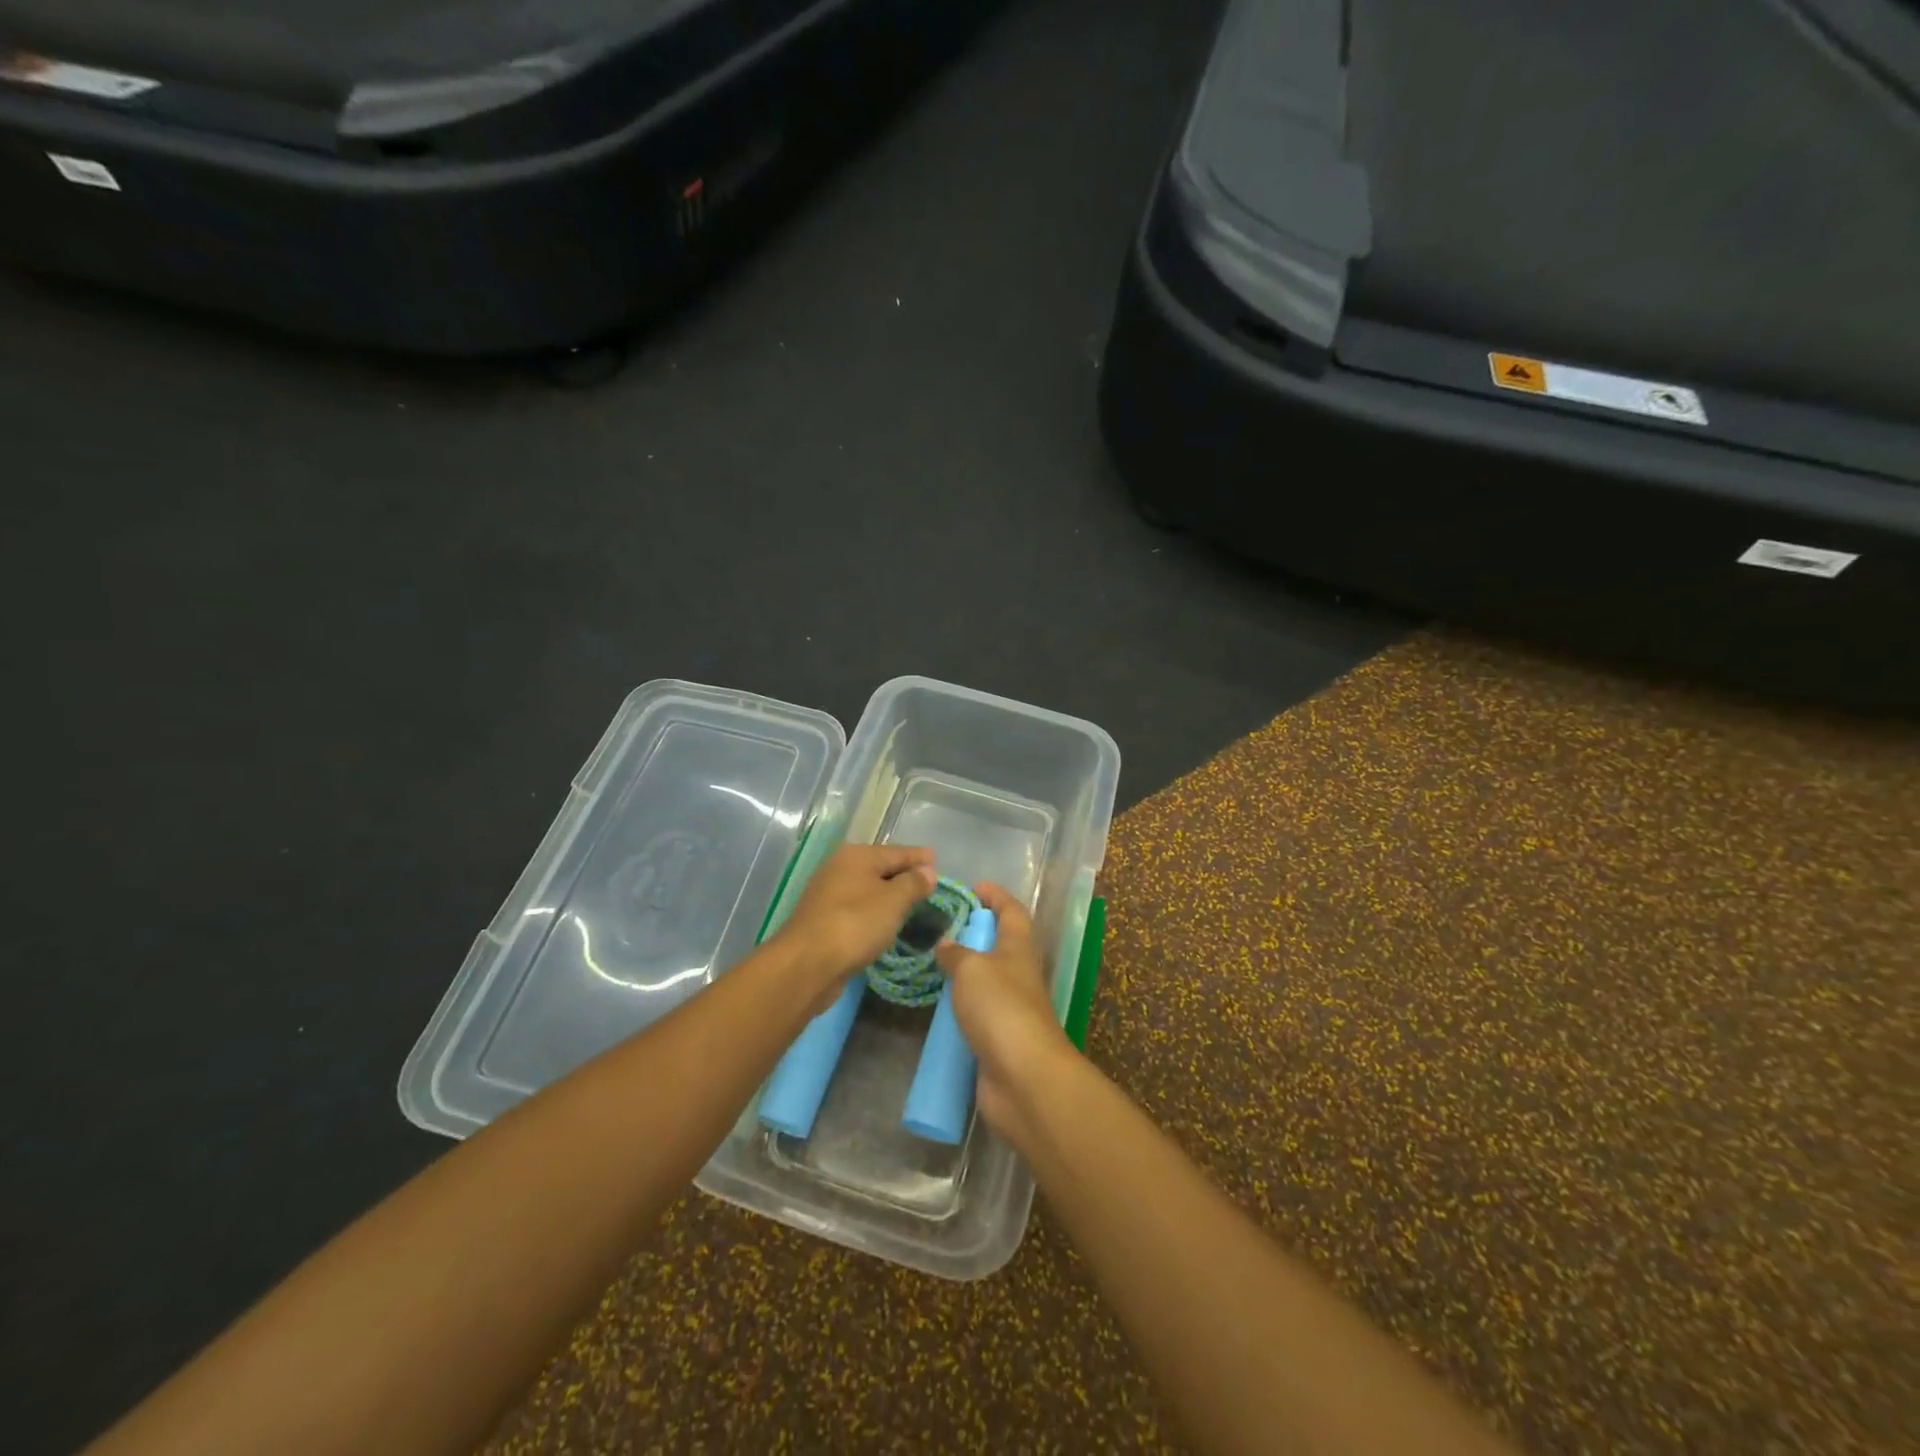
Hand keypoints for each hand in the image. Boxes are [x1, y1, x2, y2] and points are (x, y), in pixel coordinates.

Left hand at [773, 843, 936, 1009]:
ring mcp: (828, 895)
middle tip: (929, 883)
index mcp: (857, 856)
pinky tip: (885, 923)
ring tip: (912, 904)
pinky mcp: (824, 920)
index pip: (897, 851)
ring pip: (868, 889)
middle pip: (880, 868)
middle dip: (904, 875)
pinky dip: (874, 913)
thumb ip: (913, 883)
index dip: (919, 857)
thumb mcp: (893, 901)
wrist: (806, 965)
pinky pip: (858, 909)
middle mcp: (840, 868)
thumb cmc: (855, 924)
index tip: (938, 860)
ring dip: (889, 895)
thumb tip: (928, 871)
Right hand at [935, 883, 1075, 1137]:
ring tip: (932, 963)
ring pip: (988, 980)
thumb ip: (955, 953)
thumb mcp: (971, 969)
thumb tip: (946, 943)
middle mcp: (1018, 974)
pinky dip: (960, 1005)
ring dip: (966, 971)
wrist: (1023, 1076)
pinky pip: (978, 1012)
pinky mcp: (999, 1039)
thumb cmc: (1000, 1008)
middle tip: (942, 927)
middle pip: (1001, 944)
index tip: (975, 887)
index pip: (1012, 912)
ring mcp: (1011, 1009)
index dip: (996, 896)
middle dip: (976, 932)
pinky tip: (937, 1006)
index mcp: (1018, 948)